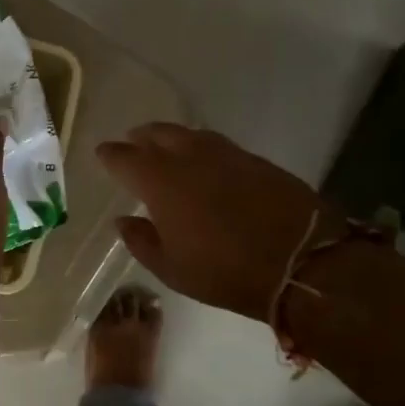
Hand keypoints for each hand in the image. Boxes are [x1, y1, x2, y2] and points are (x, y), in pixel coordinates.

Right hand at [97, 123, 338, 319]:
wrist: (302, 261)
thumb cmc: (225, 271)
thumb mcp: (172, 269)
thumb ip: (141, 242)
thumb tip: (123, 221)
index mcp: (161, 182)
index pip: (125, 157)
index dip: (111, 155)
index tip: (103, 153)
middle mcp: (189, 157)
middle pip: (157, 134)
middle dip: (141, 137)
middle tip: (133, 142)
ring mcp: (224, 153)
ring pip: (189, 134)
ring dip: (171, 137)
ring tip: (165, 147)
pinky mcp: (254, 159)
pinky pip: (216, 143)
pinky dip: (200, 146)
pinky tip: (202, 160)